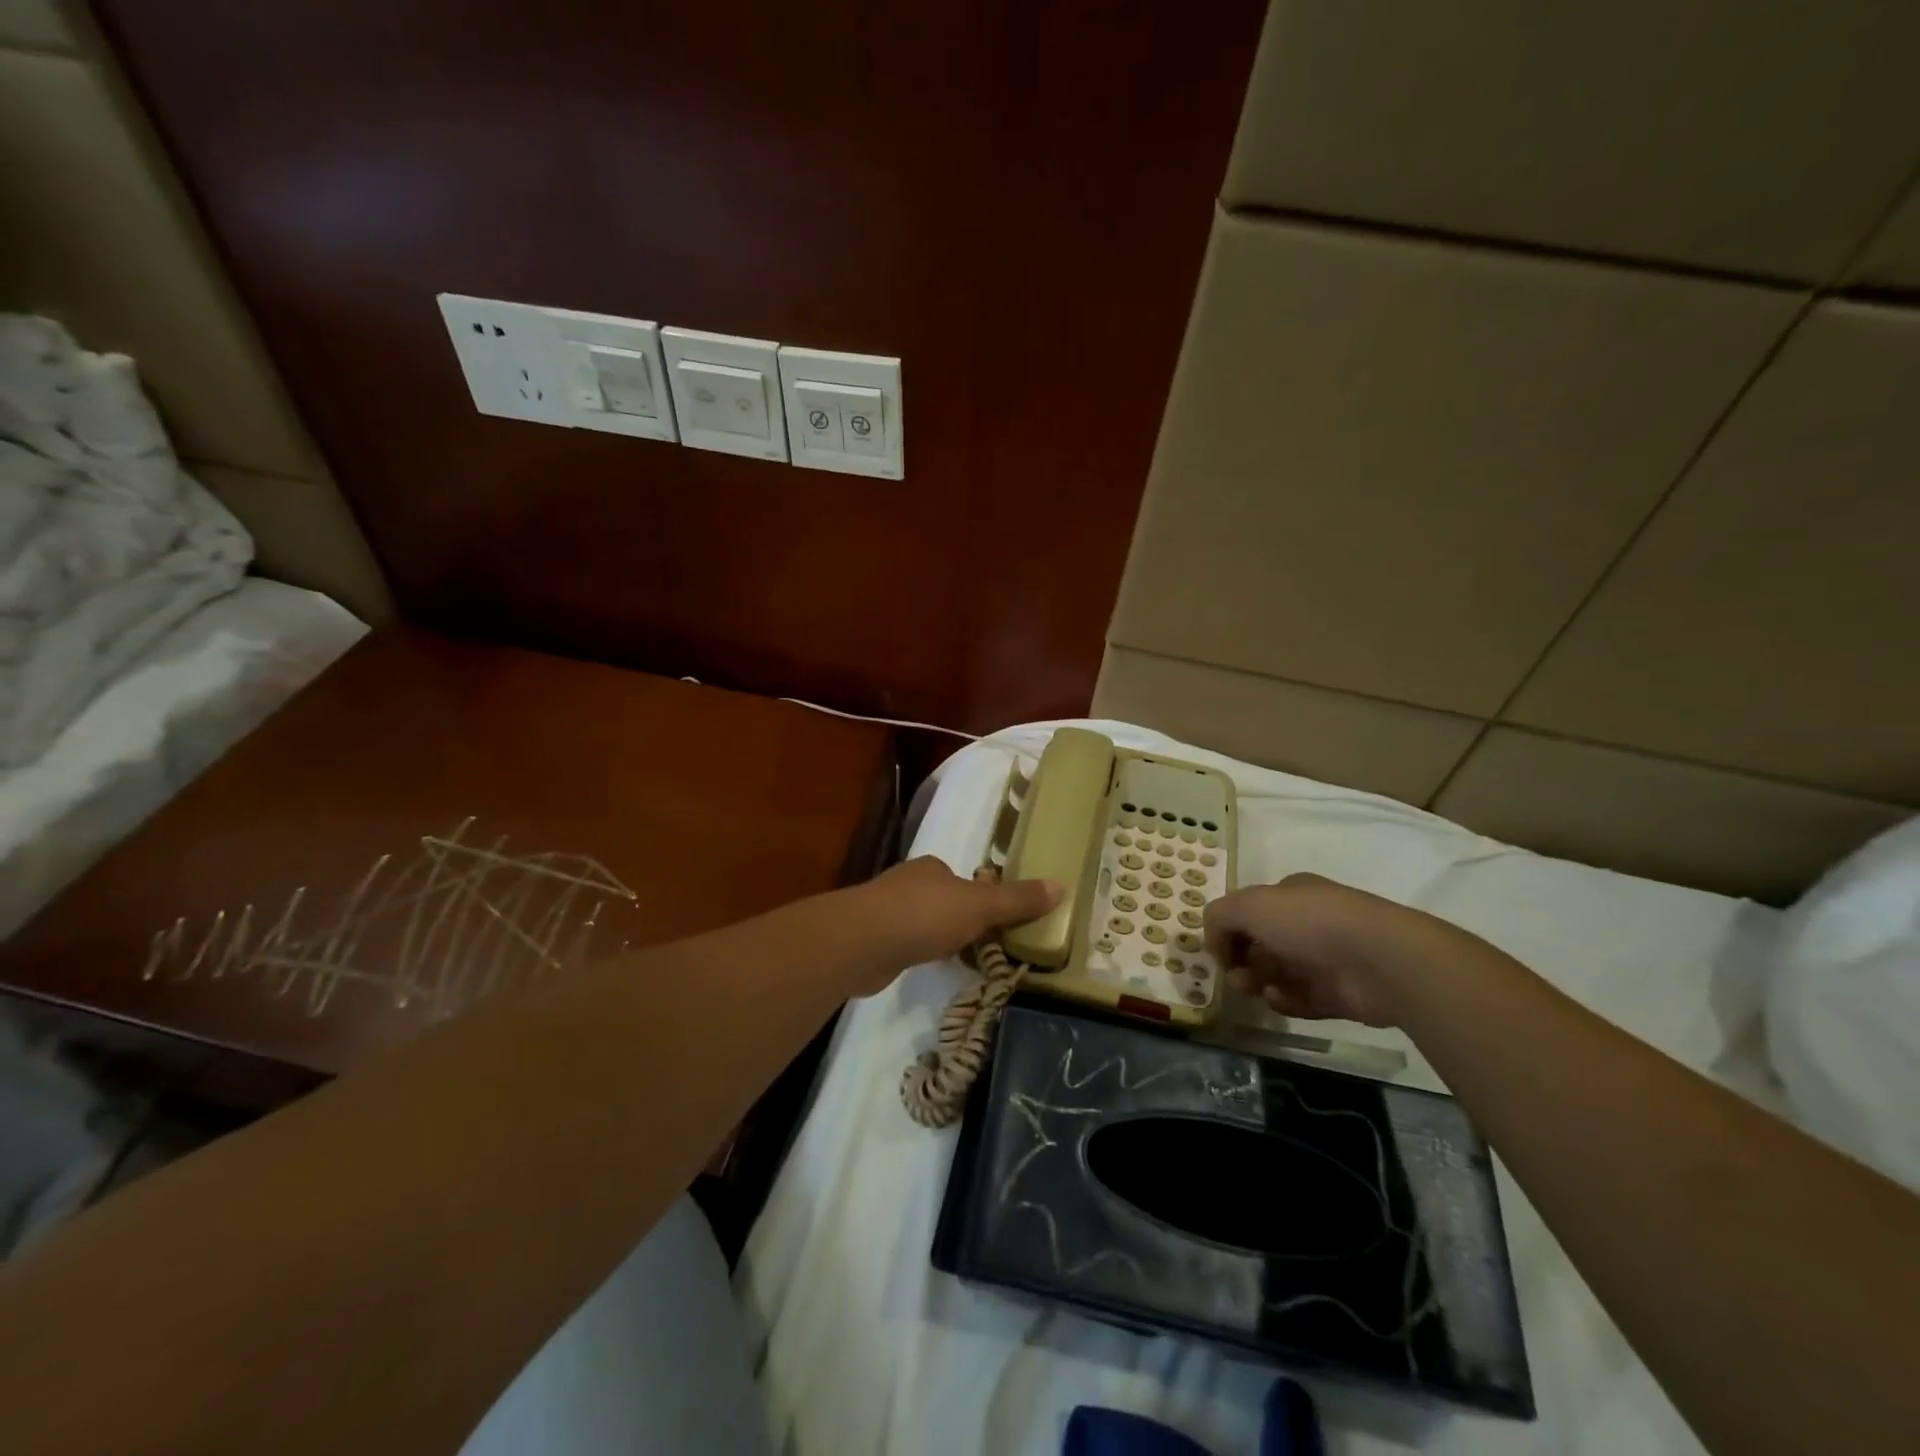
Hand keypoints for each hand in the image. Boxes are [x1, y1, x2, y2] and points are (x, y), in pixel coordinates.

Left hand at [859, 857, 1060, 973]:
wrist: (864, 941)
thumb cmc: (926, 914)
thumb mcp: (981, 907)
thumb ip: (1017, 900)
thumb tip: (1061, 885)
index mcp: (933, 868)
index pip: (961, 879)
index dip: (980, 897)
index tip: (995, 921)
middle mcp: (908, 883)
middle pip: (941, 899)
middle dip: (958, 919)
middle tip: (982, 945)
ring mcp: (885, 910)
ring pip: (921, 922)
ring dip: (937, 937)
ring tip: (957, 959)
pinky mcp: (872, 939)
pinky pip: (904, 943)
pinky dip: (917, 952)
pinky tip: (925, 966)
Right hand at [1204, 873, 1427, 1026]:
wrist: (1378, 959)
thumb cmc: (1308, 922)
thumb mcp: (1249, 905)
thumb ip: (1219, 917)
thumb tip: (1215, 941)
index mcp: (1291, 894)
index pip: (1250, 909)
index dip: (1229, 928)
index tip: (1217, 949)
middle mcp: (1309, 923)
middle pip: (1262, 943)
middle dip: (1240, 958)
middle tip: (1232, 973)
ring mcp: (1326, 959)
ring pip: (1278, 972)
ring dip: (1257, 980)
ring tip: (1251, 988)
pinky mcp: (1339, 994)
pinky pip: (1301, 999)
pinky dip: (1285, 1000)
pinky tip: (1278, 998)